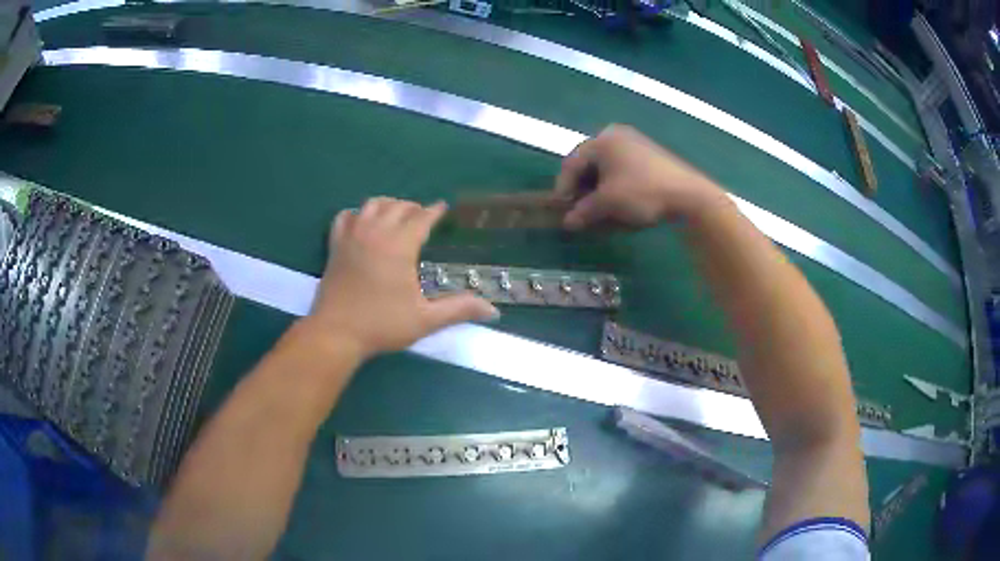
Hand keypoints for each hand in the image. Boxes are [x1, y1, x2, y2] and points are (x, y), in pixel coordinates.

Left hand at [305, 198, 498, 358]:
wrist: (336, 333)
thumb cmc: (381, 325)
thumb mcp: (425, 319)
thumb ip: (458, 309)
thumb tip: (492, 310)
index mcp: (400, 245)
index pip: (421, 218)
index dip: (435, 211)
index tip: (443, 208)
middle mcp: (376, 232)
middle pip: (398, 206)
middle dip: (413, 207)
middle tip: (423, 217)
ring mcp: (352, 236)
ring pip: (372, 204)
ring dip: (388, 205)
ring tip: (396, 215)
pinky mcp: (335, 245)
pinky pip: (344, 216)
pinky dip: (356, 214)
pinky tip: (361, 222)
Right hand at [555, 125, 728, 229]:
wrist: (688, 195)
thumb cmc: (642, 192)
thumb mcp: (608, 203)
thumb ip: (583, 211)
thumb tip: (568, 222)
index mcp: (603, 140)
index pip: (572, 163)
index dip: (563, 188)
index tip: (562, 210)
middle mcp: (616, 135)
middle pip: (589, 164)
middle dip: (582, 189)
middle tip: (579, 210)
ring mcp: (635, 144)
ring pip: (606, 168)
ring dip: (598, 190)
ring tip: (598, 211)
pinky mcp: (649, 156)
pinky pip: (622, 170)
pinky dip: (615, 186)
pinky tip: (618, 203)